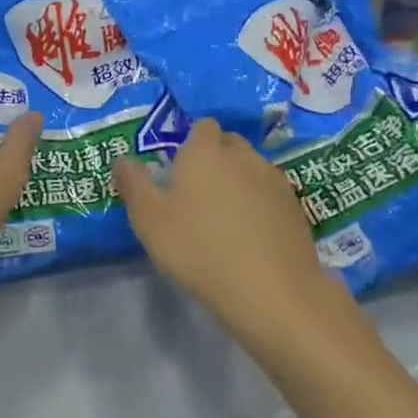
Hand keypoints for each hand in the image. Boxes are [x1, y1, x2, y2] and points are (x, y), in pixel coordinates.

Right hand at [114, 119, 346, 329]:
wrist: (272, 292)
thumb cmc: (199, 248)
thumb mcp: (149, 220)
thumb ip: (133, 184)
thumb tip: (122, 158)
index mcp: (205, 151)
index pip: (202, 126)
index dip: (191, 142)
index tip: (178, 169)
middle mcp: (243, 156)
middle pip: (228, 143)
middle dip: (215, 158)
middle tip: (197, 193)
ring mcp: (274, 181)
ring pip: (252, 168)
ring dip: (239, 181)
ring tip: (225, 217)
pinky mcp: (295, 208)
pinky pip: (271, 194)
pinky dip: (261, 205)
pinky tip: (252, 235)